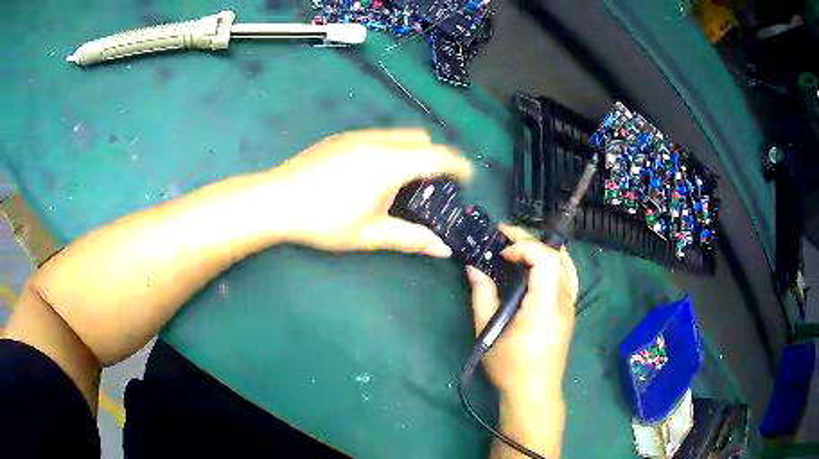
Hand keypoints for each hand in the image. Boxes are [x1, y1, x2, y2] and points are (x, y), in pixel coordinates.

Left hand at [270, 129, 471, 256]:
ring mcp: (357, 135)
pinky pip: (379, 136)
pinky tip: (371, 175)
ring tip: (400, 182)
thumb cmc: (324, 221)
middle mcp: (378, 141)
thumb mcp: (370, 234)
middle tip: (429, 187)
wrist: (275, 200)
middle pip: (422, 139)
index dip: (460, 166)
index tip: (467, 180)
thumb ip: (411, 238)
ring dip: (411, 152)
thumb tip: (443, 249)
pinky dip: (390, 149)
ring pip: (399, 135)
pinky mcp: (340, 137)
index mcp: (391, 163)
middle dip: (435, 158)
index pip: (439, 157)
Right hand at [466, 224, 578, 399]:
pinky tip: (539, 266)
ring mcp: (570, 306)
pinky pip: (568, 277)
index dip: (524, 246)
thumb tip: (473, 268)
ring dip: (543, 249)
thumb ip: (482, 296)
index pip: (546, 258)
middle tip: (504, 236)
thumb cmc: (509, 366)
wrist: (534, 392)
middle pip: (555, 255)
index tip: (501, 254)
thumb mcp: (488, 332)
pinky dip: (555, 263)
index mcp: (545, 305)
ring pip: (565, 263)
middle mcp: (563, 300)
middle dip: (529, 240)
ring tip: (520, 246)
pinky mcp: (569, 312)